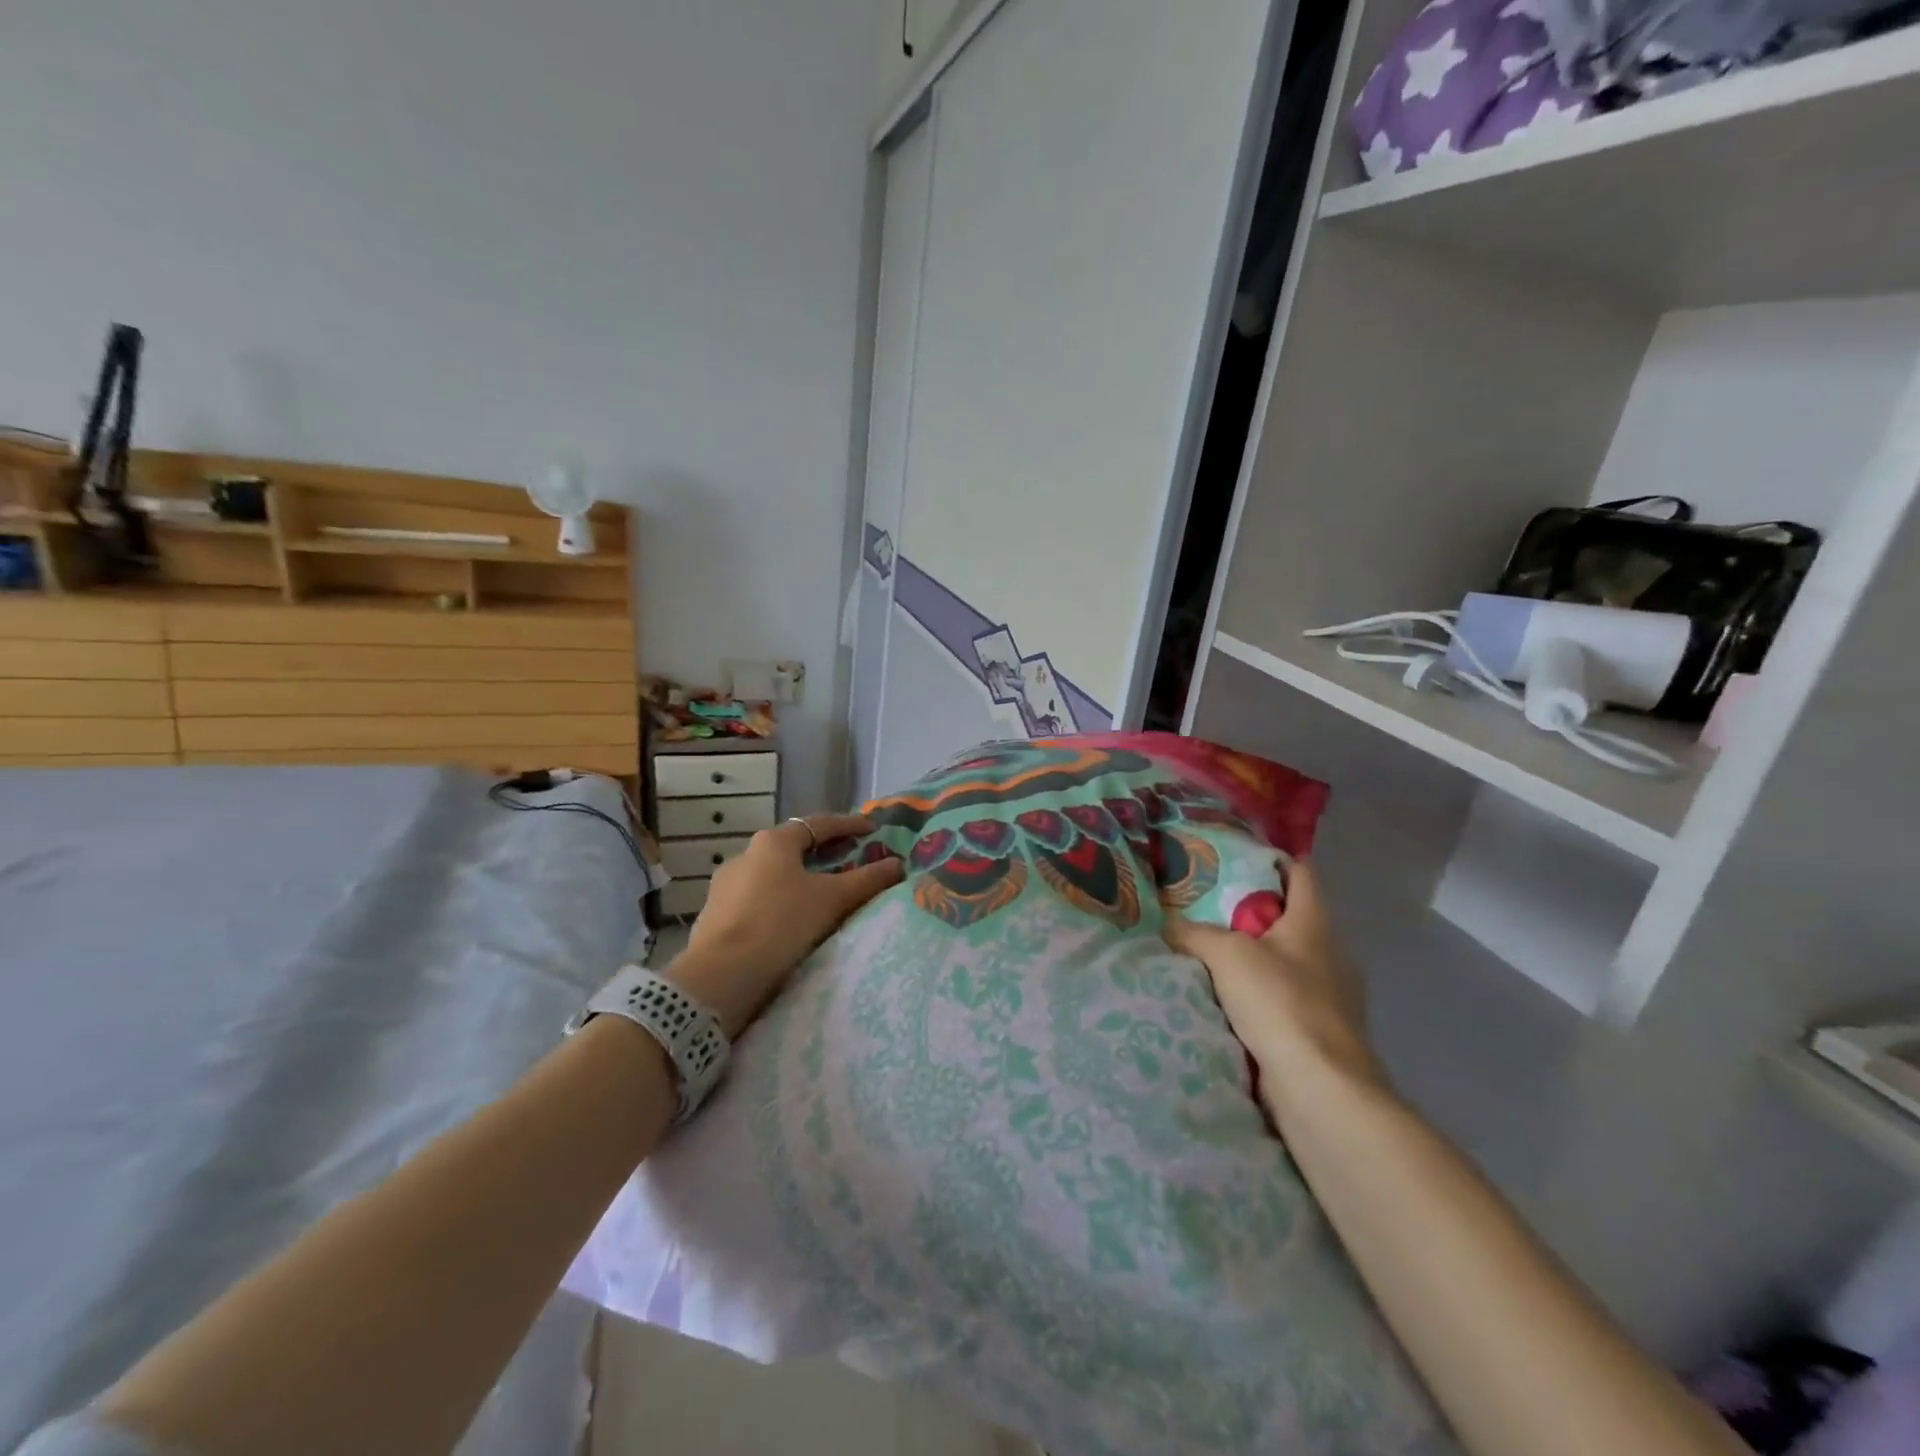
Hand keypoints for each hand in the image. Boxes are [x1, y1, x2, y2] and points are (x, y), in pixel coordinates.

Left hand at [670, 814, 902, 1037]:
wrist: (721, 975)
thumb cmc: (781, 923)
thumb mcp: (832, 899)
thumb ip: (867, 880)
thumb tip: (898, 865)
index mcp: (773, 842)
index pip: (819, 824)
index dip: (848, 825)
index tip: (871, 830)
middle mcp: (745, 855)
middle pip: (793, 848)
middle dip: (824, 853)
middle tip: (851, 859)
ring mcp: (726, 885)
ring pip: (773, 874)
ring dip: (799, 879)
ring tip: (824, 894)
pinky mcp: (715, 915)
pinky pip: (757, 898)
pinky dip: (780, 901)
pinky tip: (791, 919)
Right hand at [1165, 861, 1385, 1117]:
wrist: (1321, 1091)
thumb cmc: (1281, 1004)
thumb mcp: (1226, 954)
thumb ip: (1192, 933)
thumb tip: (1167, 927)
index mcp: (1315, 922)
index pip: (1300, 873)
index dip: (1271, 859)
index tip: (1233, 857)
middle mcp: (1329, 953)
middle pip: (1288, 917)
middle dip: (1250, 911)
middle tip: (1203, 905)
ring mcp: (1330, 995)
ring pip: (1284, 960)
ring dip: (1252, 957)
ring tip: (1206, 952)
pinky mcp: (1319, 1031)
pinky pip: (1282, 999)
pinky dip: (1257, 995)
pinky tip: (1225, 1000)